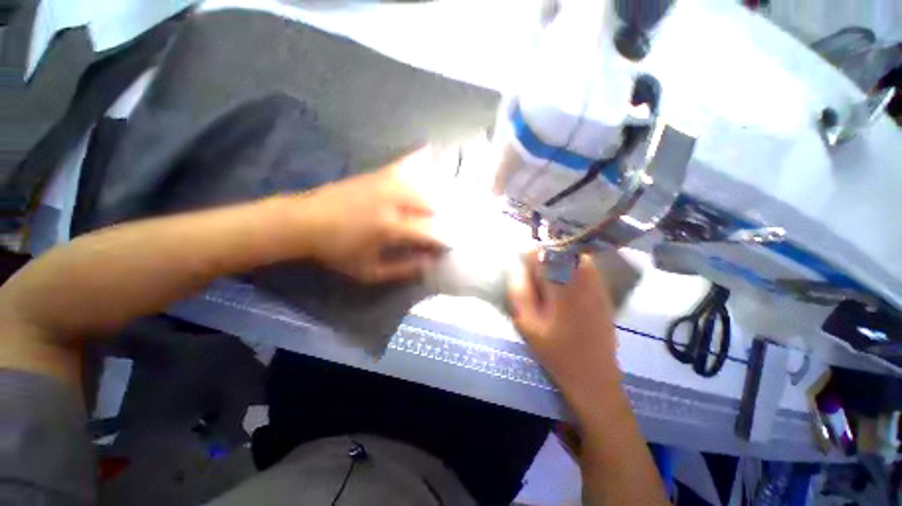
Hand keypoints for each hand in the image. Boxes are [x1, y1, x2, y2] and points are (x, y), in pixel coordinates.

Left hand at [297, 148, 447, 282]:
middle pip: (430, 204)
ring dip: (436, 193)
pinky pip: (403, 164)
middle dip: (443, 215)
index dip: (443, 238)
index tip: (451, 244)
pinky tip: (430, 152)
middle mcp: (392, 201)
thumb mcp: (369, 271)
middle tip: (449, 224)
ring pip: (421, 184)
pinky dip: (418, 159)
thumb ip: (402, 269)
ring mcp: (384, 184)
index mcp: (390, 227)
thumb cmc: (337, 251)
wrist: (304, 222)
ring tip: (443, 201)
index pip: (429, 231)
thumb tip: (428, 263)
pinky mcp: (376, 174)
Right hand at [507, 252, 621, 401]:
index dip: (530, 254)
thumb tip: (516, 268)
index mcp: (562, 286)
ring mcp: (597, 286)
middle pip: (563, 251)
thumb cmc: (555, 352)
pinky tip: (565, 283)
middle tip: (534, 269)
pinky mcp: (605, 294)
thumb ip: (519, 293)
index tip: (522, 261)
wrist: (594, 376)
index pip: (545, 254)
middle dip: (546, 254)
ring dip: (560, 259)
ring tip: (548, 274)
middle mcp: (583, 280)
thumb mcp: (527, 325)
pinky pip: (588, 269)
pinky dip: (574, 267)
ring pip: (576, 258)